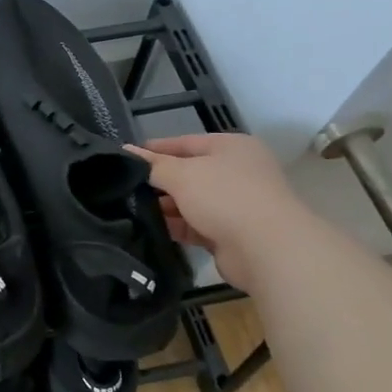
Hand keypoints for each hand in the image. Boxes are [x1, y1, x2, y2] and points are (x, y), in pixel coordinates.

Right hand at [127, 133, 304, 288]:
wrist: (267, 248)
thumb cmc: (225, 197)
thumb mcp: (182, 174)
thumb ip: (153, 165)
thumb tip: (126, 152)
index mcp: (231, 147)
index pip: (185, 142)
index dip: (155, 149)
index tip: (126, 157)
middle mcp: (236, 172)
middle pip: (189, 173)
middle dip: (159, 181)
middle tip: (124, 188)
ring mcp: (236, 204)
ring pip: (191, 202)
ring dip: (165, 206)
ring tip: (130, 210)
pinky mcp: (231, 234)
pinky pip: (196, 226)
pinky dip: (176, 227)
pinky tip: (149, 229)